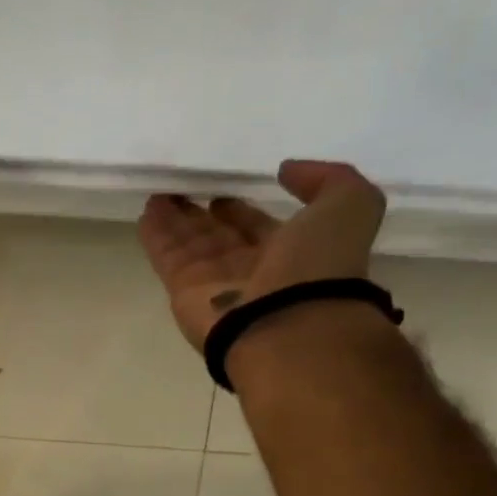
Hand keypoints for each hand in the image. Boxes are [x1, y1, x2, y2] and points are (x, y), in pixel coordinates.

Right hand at [137, 159, 387, 352]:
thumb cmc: (319, 265)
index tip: (223, 194)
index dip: (241, 210)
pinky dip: (156, 236)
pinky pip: (167, 257)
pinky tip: (146, 214)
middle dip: (200, 216)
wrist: (286, 325)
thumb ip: (327, 180)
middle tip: (180, 192)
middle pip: (218, 236)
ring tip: (158, 196)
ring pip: (190, 244)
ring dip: (174, 221)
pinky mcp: (184, 292)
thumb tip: (285, 171)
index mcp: (290, 252)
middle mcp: (251, 268)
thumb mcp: (350, 207)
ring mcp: (215, 282)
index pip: (257, 227)